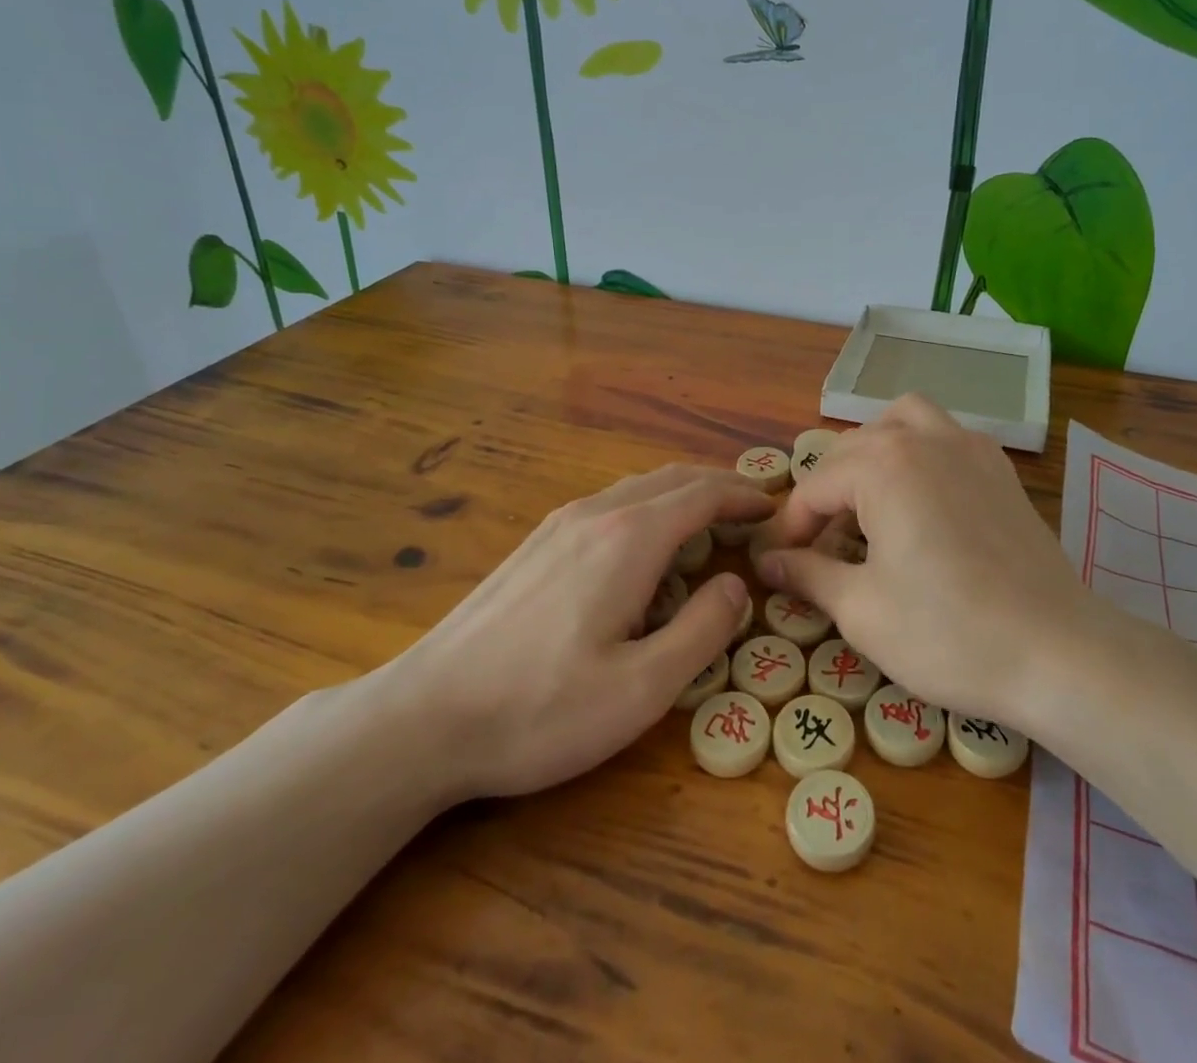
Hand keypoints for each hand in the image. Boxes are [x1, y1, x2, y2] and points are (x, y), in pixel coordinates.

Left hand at [370, 464, 772, 806]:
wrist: (423, 717)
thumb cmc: (540, 710)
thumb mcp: (641, 688)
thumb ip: (702, 631)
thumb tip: (735, 585)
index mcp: (629, 539)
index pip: (702, 494)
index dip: (742, 495)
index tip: (773, 506)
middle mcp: (596, 514)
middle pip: (671, 479)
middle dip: (717, 486)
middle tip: (751, 508)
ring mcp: (559, 524)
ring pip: (637, 488)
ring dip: (681, 494)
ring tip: (708, 522)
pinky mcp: (535, 544)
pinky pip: (609, 504)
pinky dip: (648, 507)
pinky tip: (645, 546)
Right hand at [755, 394, 1089, 729]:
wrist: (1058, 652)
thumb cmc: (948, 633)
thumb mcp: (862, 610)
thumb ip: (808, 574)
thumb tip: (768, 560)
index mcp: (883, 465)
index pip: (815, 485)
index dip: (792, 527)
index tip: (780, 565)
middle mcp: (924, 439)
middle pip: (853, 449)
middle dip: (827, 493)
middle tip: (818, 547)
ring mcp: (970, 447)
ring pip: (903, 421)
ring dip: (874, 451)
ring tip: (867, 500)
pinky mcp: (1000, 469)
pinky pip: (946, 436)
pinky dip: (919, 452)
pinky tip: (921, 501)